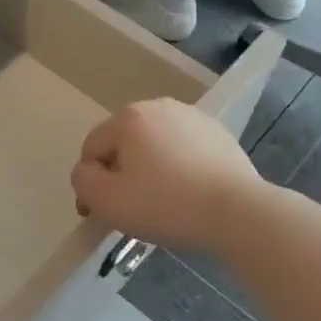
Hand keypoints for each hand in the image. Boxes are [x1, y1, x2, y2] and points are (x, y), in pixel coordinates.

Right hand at [71, 98, 261, 250]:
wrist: (238, 213)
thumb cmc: (166, 205)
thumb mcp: (107, 200)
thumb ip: (82, 180)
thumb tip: (88, 171)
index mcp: (128, 118)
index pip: (92, 149)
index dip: (91, 184)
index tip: (101, 215)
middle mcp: (158, 106)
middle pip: (123, 144)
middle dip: (121, 174)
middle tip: (134, 209)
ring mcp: (192, 116)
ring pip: (154, 146)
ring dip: (150, 169)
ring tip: (164, 203)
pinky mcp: (218, 132)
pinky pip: (183, 150)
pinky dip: (179, 168)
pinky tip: (190, 194)